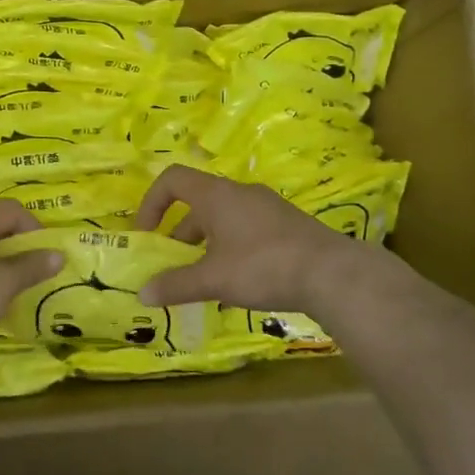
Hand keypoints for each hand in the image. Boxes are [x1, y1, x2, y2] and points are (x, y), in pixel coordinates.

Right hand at [133, 164, 365, 312]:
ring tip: (203, 280)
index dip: (151, 202)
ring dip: (205, 245)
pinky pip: (246, 230)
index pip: (173, 179)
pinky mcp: (286, 225)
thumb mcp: (213, 279)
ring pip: (223, 220)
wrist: (332, 273)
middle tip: (172, 266)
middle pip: (198, 203)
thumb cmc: (263, 266)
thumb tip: (142, 294)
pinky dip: (230, 250)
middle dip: (178, 234)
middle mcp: (240, 193)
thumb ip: (176, 285)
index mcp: (217, 195)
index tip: (146, 234)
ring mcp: (267, 208)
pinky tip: (237, 284)